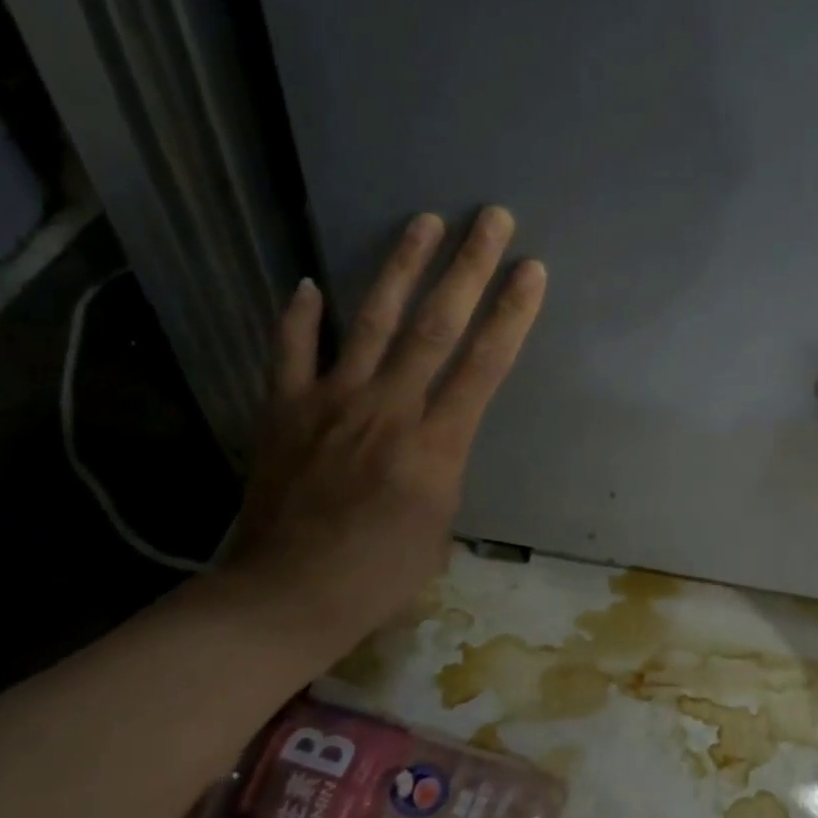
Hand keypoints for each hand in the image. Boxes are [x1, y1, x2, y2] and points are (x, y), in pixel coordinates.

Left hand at [218, 207, 544, 646]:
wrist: (285, 598)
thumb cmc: (379, 575)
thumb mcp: (440, 526)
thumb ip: (444, 465)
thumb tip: (439, 432)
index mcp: (435, 445)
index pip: (484, 364)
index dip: (512, 313)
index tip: (532, 269)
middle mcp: (388, 410)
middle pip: (436, 326)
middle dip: (468, 268)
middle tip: (490, 218)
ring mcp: (332, 403)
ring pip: (373, 322)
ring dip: (401, 267)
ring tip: (423, 221)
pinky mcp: (286, 411)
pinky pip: (293, 352)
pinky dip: (301, 317)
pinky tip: (310, 282)